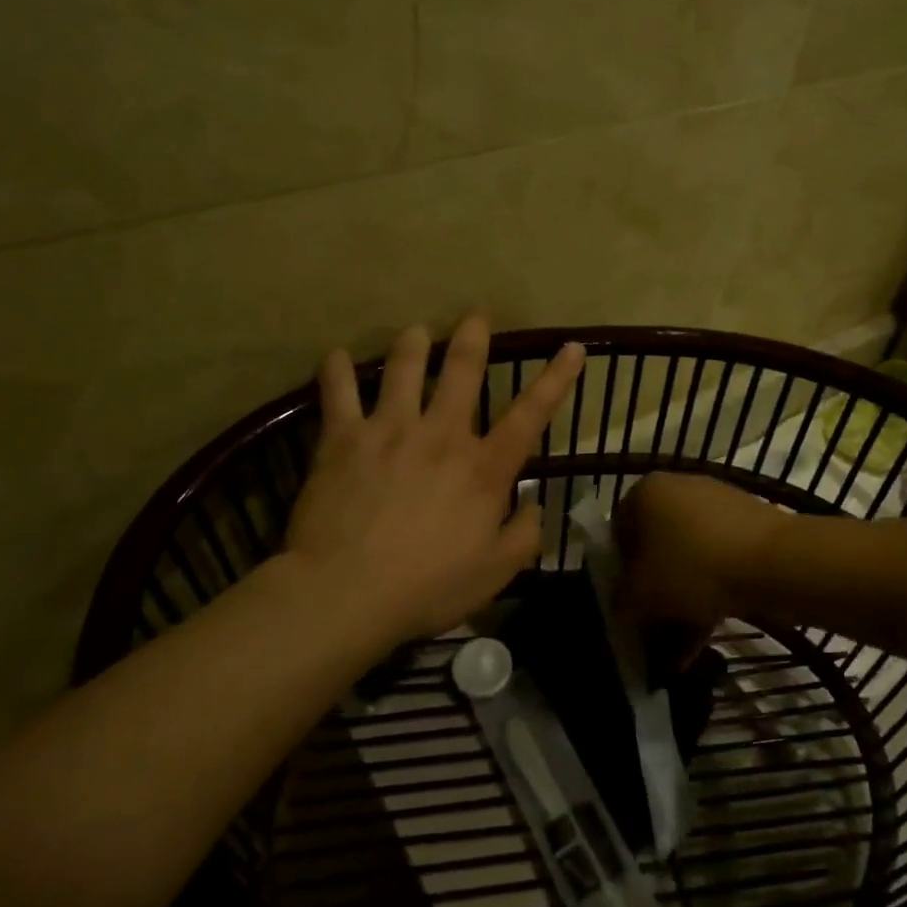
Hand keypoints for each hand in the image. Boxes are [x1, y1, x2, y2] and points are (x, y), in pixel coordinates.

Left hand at [284, 316, 584, 648]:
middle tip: (476, 314)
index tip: (571, 347)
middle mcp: (441, 435)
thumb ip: (524, 535)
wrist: (347, 591)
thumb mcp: (495, 573)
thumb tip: (533, 504)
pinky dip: (336, 371)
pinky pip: (338, 393)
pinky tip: (334, 356)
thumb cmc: (427, 586)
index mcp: (483, 468)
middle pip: (463, 372)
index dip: (556, 379)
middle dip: (473, 338)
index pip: (530, 415)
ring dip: (413, 345)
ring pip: (404, 369)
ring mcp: (390, 430)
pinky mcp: (344, 439)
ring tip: (416, 331)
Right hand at [614, 472, 781, 637]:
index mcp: (646, 491)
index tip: (628, 606)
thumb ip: (621, 601)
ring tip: (680, 650)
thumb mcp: (642, 593)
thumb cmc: (694, 567)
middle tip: (653, 631)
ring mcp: (718, 505)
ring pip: (688, 559)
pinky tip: (707, 639)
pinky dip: (710, 595)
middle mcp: (678, 489)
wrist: (777, 562)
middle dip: (654, 594)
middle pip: (655, 547)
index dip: (619, 573)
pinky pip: (717, 562)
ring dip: (681, 603)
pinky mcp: (748, 526)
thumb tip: (621, 607)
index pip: (618, 532)